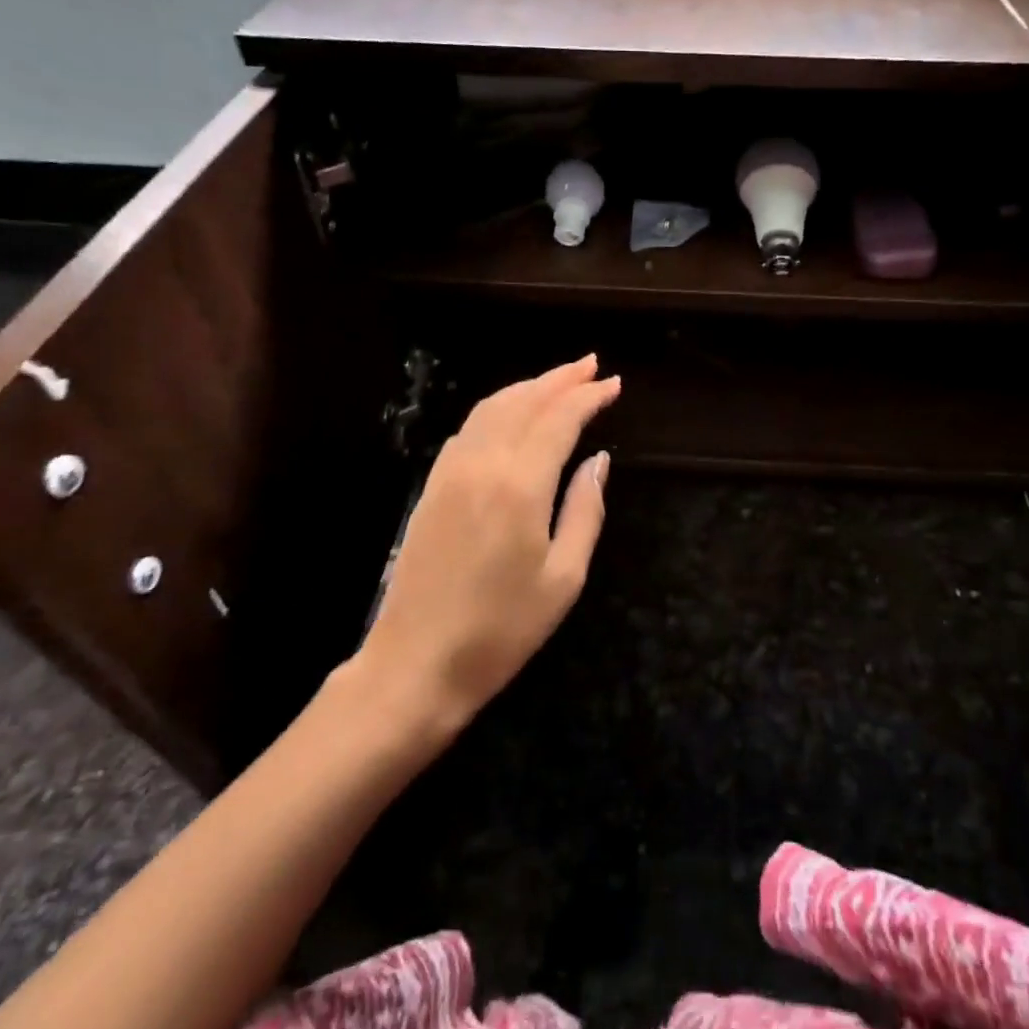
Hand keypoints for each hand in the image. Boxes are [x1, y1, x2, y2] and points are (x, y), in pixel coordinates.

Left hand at [354, 355, 620, 732]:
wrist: (415, 664)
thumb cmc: (501, 630)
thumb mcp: (564, 579)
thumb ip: (585, 511)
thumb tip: (598, 461)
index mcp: (519, 486)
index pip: (558, 420)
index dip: (587, 397)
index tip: (613, 384)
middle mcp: (481, 465)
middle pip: (523, 402)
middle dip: (559, 379)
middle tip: (591, 364)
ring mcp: (450, 473)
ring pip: (491, 408)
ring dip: (527, 387)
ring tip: (558, 380)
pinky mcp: (432, 487)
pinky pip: (468, 429)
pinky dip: (497, 408)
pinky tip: (512, 415)